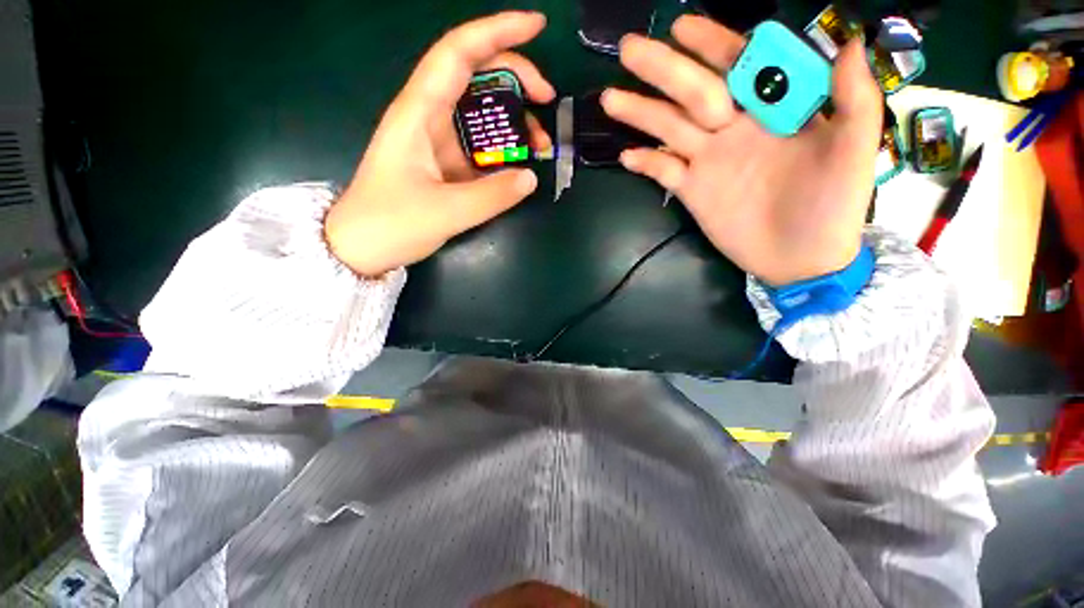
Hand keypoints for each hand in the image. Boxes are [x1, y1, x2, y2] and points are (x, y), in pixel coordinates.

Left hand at [325, 12, 554, 276]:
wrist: (361, 247)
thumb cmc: (391, 224)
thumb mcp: (446, 212)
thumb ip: (493, 195)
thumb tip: (530, 177)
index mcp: (419, 113)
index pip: (459, 54)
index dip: (497, 33)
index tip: (537, 27)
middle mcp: (428, 117)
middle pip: (475, 76)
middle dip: (516, 78)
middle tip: (547, 100)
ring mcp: (437, 141)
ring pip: (480, 113)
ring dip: (513, 121)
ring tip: (539, 145)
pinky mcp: (444, 163)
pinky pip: (479, 146)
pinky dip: (503, 151)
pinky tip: (519, 166)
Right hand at [602, 16, 882, 285]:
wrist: (799, 258)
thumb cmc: (833, 207)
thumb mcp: (852, 153)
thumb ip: (853, 100)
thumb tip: (848, 43)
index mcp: (771, 112)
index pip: (738, 67)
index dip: (712, 45)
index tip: (682, 27)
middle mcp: (733, 130)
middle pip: (692, 93)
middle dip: (663, 70)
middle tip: (629, 50)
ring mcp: (708, 162)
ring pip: (669, 130)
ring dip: (640, 114)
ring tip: (610, 98)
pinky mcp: (692, 192)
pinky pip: (663, 173)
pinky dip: (645, 164)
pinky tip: (627, 156)